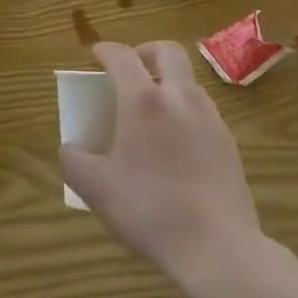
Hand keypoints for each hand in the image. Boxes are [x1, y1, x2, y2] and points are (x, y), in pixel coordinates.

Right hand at [60, 40, 262, 286]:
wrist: (217, 247)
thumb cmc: (150, 210)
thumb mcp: (97, 189)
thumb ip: (74, 162)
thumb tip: (69, 147)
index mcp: (143, 100)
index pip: (122, 56)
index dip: (106, 50)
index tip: (96, 54)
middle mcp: (179, 97)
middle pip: (166, 51)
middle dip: (146, 52)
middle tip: (132, 70)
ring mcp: (209, 116)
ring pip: (188, 80)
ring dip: (169, 81)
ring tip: (154, 109)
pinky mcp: (228, 141)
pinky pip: (203, 109)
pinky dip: (186, 110)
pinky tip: (177, 142)